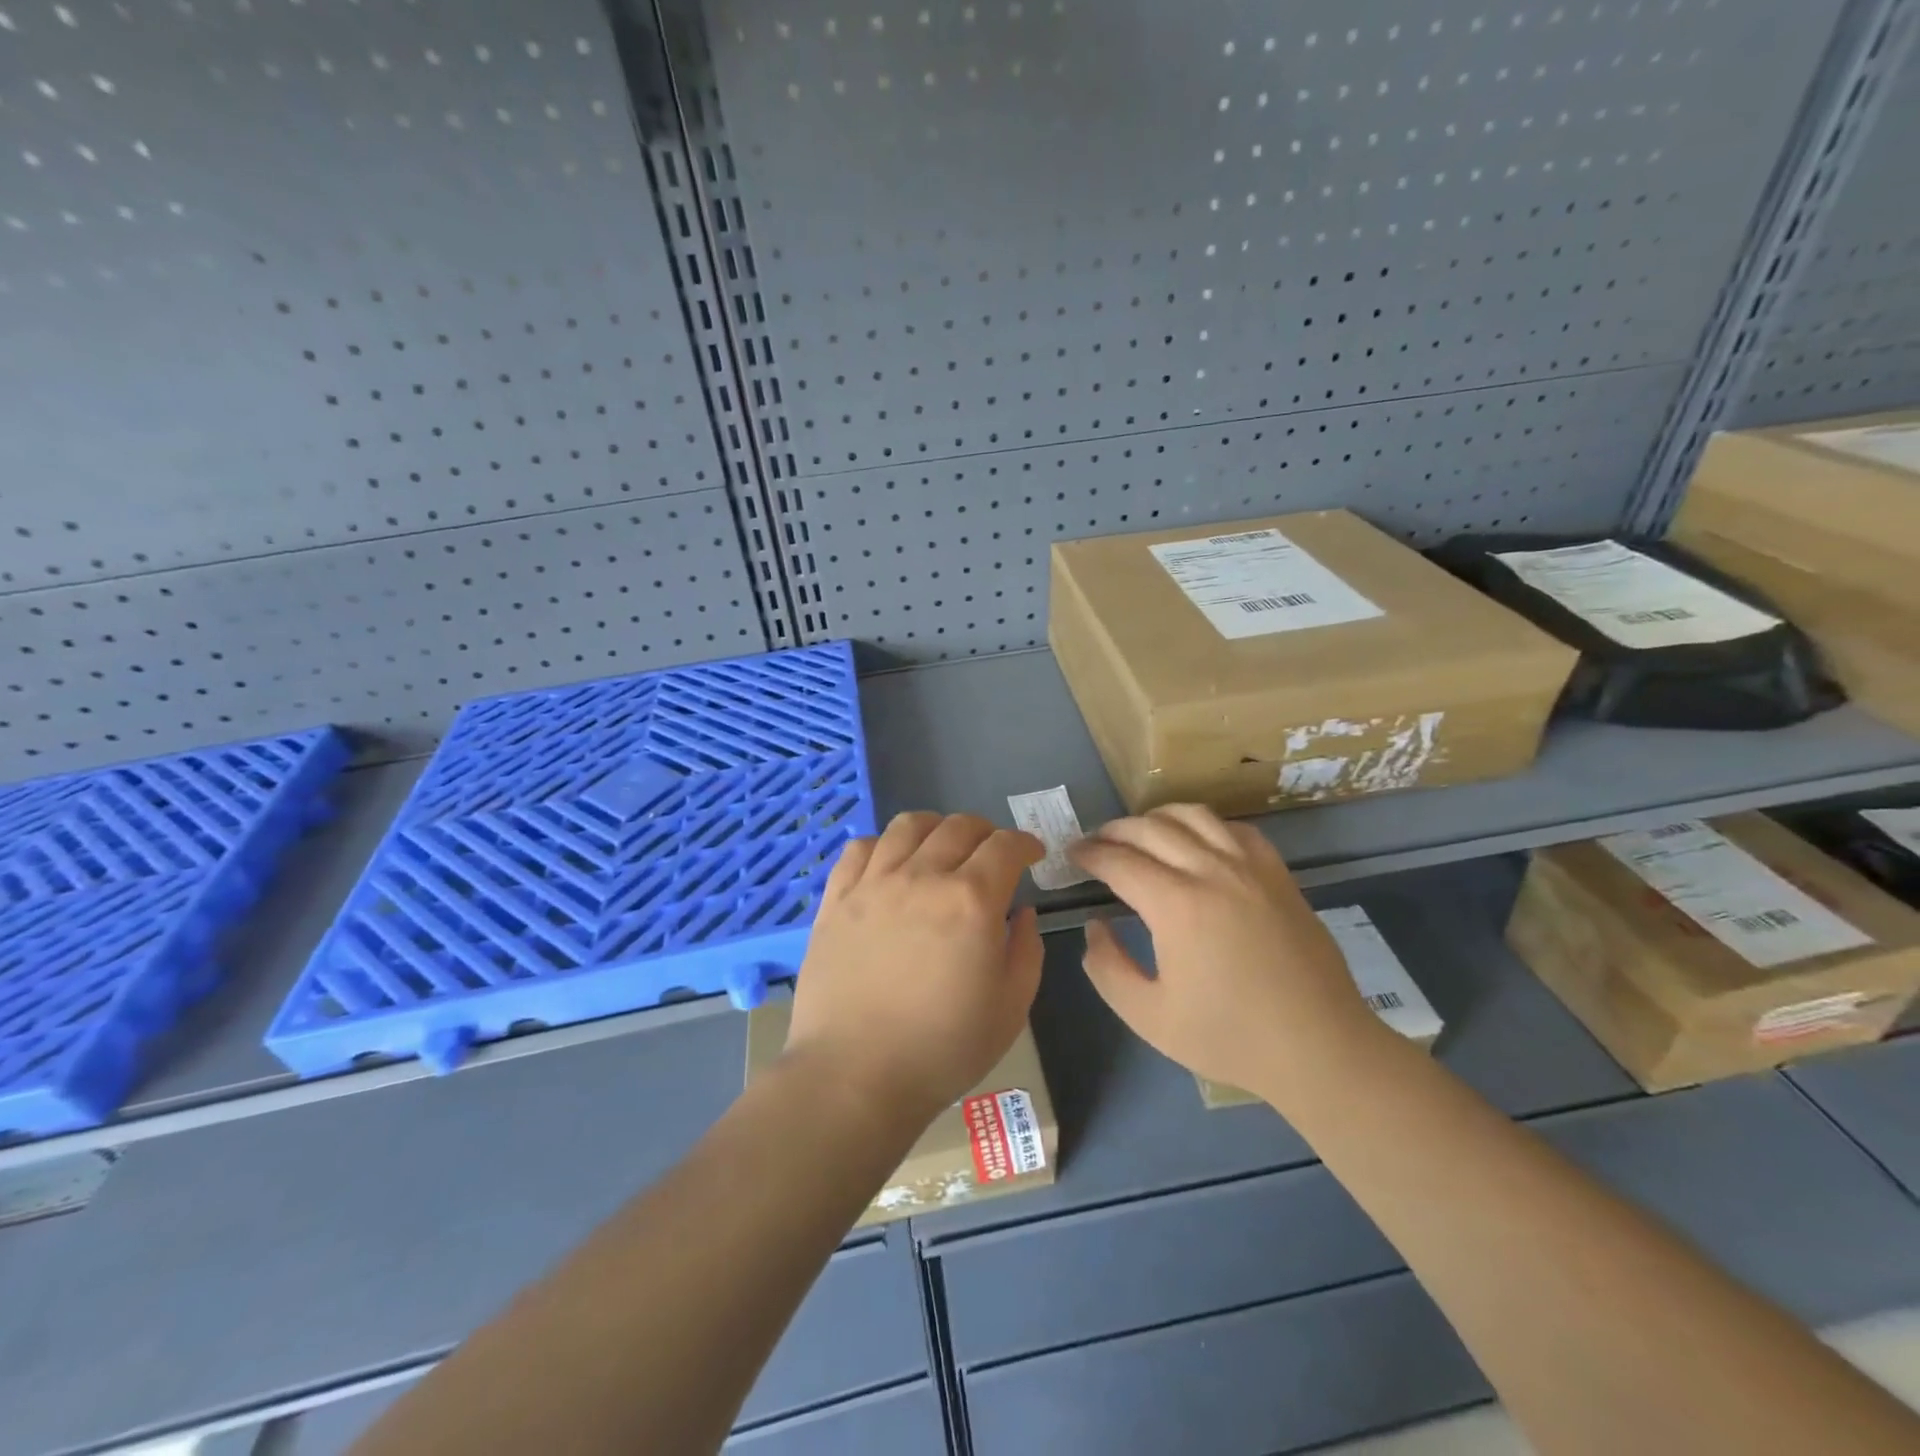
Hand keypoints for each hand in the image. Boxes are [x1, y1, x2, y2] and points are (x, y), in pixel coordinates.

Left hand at [787, 812, 1045, 1120]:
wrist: (855, 1075)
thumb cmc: (943, 1049)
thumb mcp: (1011, 1007)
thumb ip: (1026, 949)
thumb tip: (1020, 911)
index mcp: (971, 900)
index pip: (1005, 846)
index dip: (1025, 843)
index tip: (1032, 855)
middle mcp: (922, 877)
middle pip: (959, 826)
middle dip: (986, 833)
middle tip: (991, 855)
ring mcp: (874, 883)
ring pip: (908, 826)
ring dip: (936, 828)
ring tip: (941, 848)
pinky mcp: (836, 899)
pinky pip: (859, 848)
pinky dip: (883, 844)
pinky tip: (890, 863)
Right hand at [1067, 805, 1381, 1099]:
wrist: (1320, 1049)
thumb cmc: (1230, 1038)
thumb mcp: (1149, 1017)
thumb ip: (1108, 968)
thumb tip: (1096, 925)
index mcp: (1177, 906)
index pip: (1119, 861)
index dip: (1089, 854)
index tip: (1072, 855)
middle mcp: (1212, 871)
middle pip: (1150, 828)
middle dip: (1114, 831)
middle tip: (1096, 844)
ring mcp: (1250, 868)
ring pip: (1193, 816)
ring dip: (1156, 818)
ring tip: (1139, 835)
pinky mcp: (1278, 874)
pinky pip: (1234, 829)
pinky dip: (1204, 825)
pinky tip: (1196, 842)